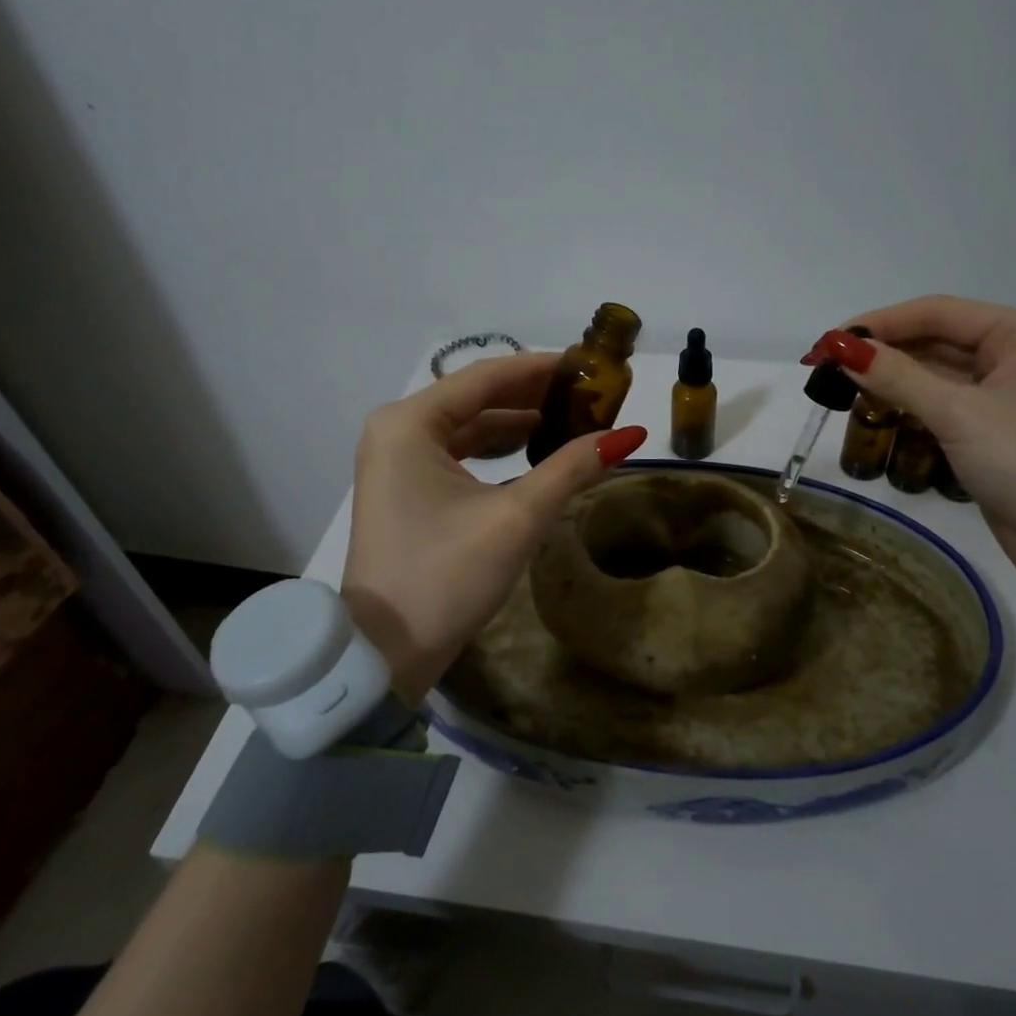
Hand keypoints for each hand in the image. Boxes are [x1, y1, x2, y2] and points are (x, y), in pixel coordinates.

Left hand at [341, 353, 646, 701]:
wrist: (385, 651)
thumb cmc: (447, 575)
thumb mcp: (516, 518)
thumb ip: (571, 468)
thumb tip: (629, 436)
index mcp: (410, 423)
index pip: (486, 377)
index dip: (541, 368)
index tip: (588, 364)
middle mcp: (396, 430)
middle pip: (475, 397)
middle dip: (532, 395)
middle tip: (587, 393)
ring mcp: (395, 460)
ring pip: (466, 426)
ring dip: (515, 423)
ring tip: (571, 419)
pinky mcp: (403, 488)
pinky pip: (455, 453)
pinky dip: (494, 450)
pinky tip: (533, 451)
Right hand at [803, 296, 1015, 587]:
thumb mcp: (959, 415)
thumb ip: (898, 377)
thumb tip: (841, 348)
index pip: (937, 312)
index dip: (879, 322)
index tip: (829, 341)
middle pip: (936, 339)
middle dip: (883, 351)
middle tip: (827, 366)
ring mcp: (1007, 393)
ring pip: (937, 372)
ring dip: (893, 378)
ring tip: (842, 386)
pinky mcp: (995, 428)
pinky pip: (944, 403)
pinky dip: (911, 403)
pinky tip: (877, 408)